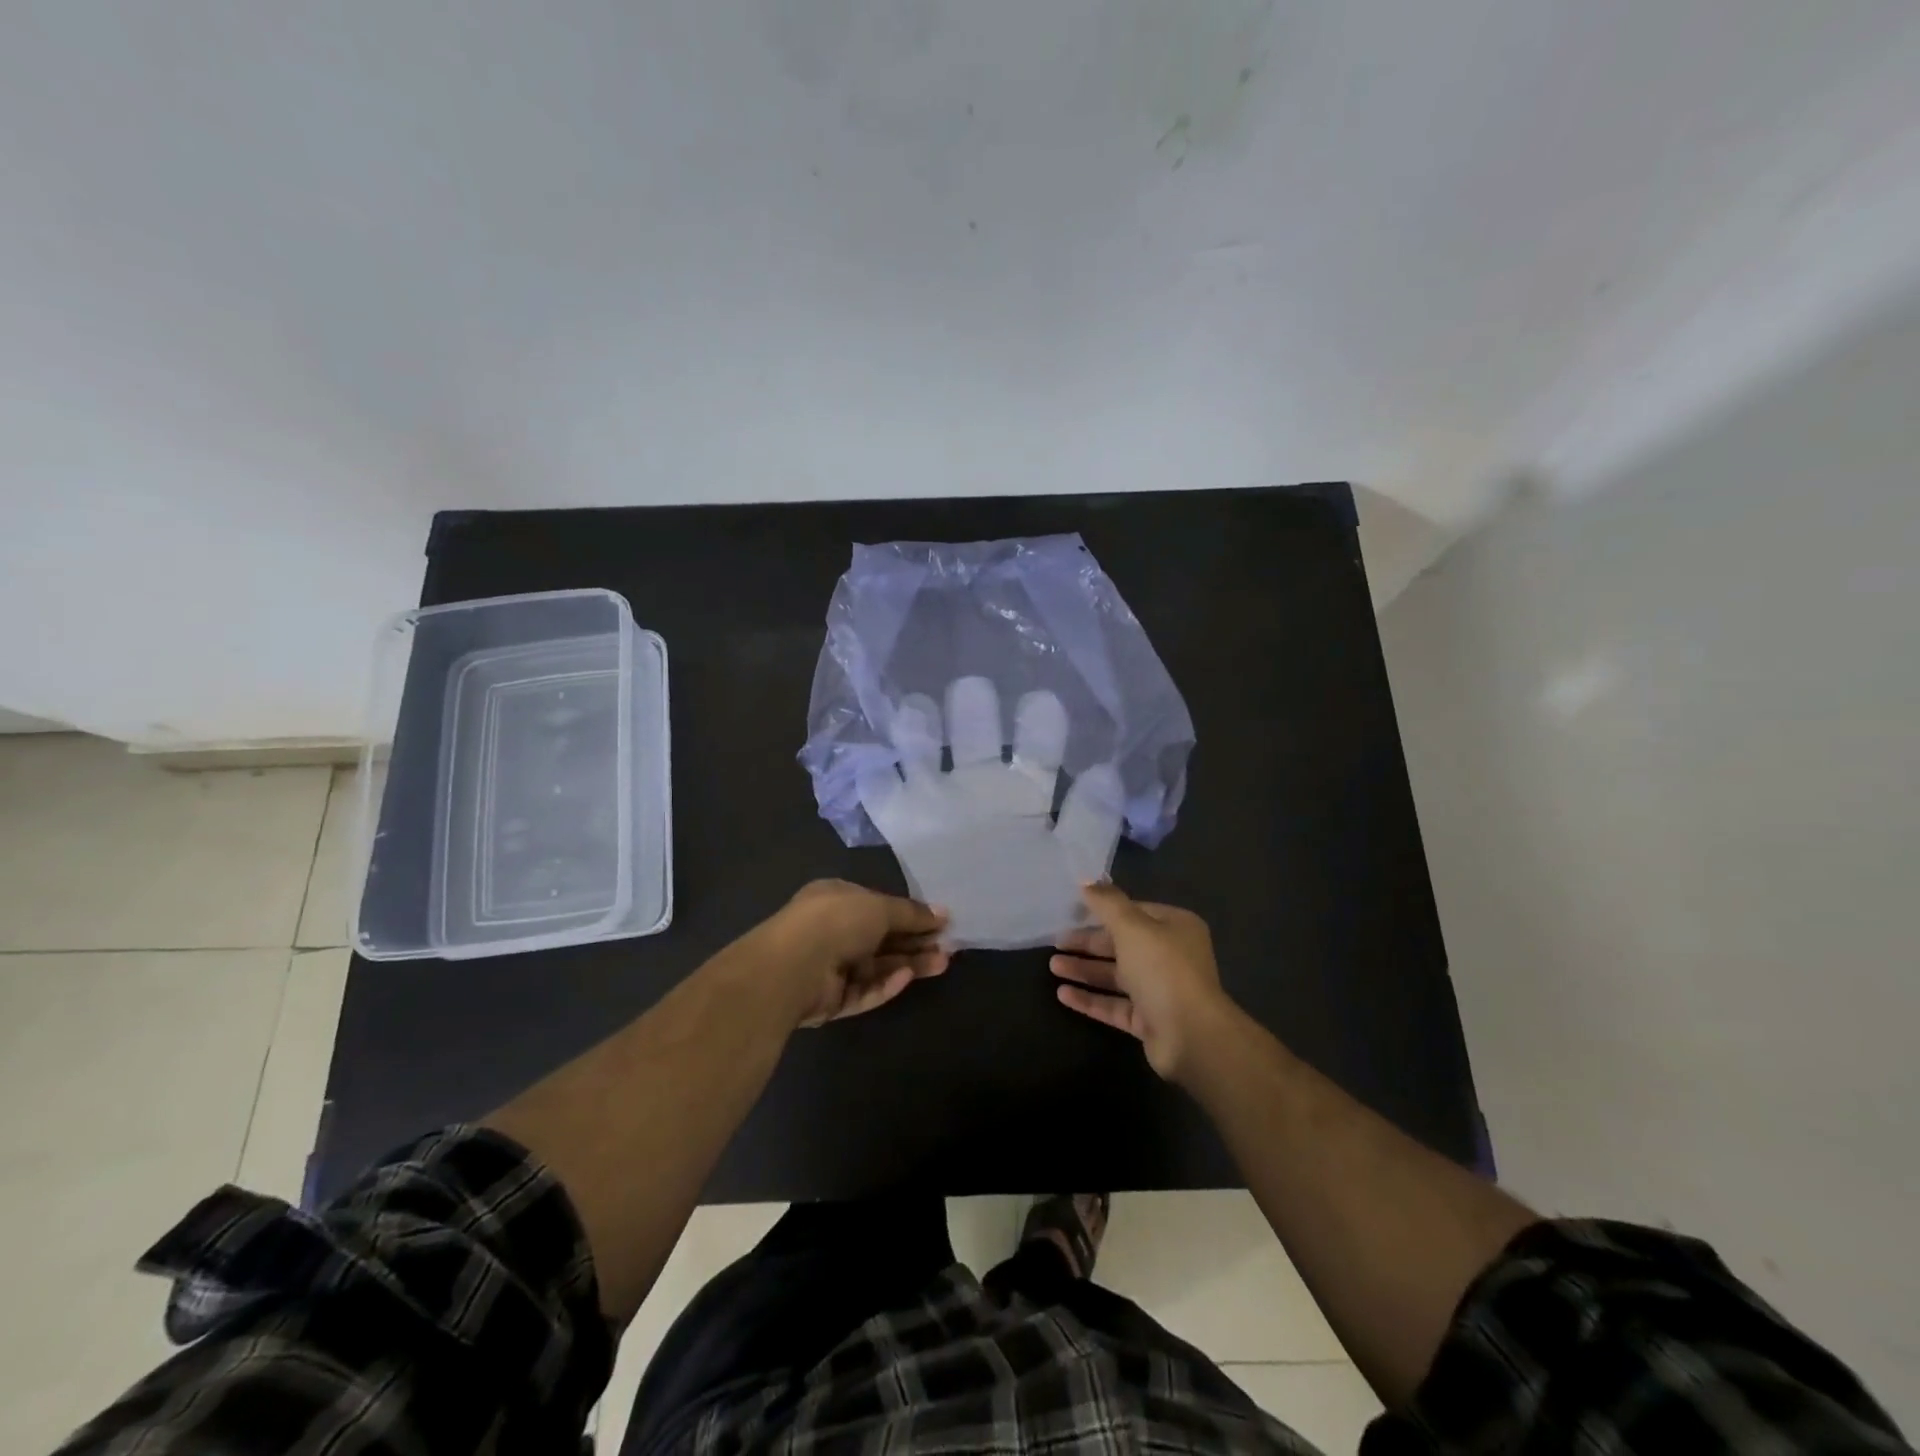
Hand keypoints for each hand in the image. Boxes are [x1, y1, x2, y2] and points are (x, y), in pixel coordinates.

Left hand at [761, 880, 949, 1027]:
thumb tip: (942, 913)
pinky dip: (884, 985)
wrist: (793, 967)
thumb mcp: (880, 907)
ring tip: (941, 963)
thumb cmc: (836, 921)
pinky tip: (905, 978)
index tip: (940, 923)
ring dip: (908, 964)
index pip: (879, 906)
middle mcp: (832, 930)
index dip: (910, 915)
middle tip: (946, 947)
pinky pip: (863, 991)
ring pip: (876, 967)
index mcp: (836, 899)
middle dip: (914, 942)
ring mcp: (829, 966)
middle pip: (881, 938)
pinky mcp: (830, 999)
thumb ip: (911, 913)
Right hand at [1050, 883, 1234, 1081]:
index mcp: (1175, 927)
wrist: (1192, 1036)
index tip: (1071, 911)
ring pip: (1116, 976)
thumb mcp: (1132, 927)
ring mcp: (1160, 990)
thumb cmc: (1163, 969)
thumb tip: (1086, 880)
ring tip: (1053, 966)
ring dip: (1085, 970)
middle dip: (1088, 943)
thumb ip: (1107, 902)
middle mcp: (1170, 956)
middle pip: (1122, 944)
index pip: (1134, 912)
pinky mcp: (1149, 1021)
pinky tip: (1062, 994)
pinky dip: (1090, 999)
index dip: (1102, 910)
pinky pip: (1115, 1005)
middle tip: (1056, 942)